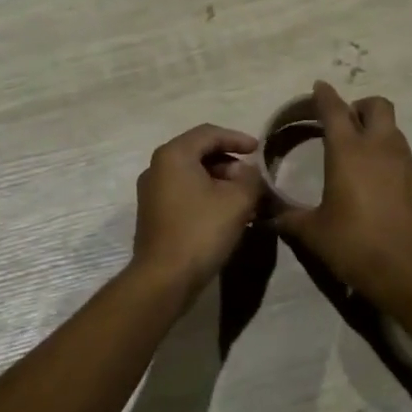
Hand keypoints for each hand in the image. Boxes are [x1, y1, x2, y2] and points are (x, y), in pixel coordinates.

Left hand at [130, 124, 265, 295]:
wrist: (164, 278)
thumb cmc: (201, 231)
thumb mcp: (238, 201)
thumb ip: (250, 178)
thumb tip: (249, 172)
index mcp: (173, 155)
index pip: (209, 133)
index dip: (237, 138)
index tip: (259, 150)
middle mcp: (157, 167)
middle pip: (198, 153)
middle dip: (230, 163)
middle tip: (252, 179)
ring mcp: (151, 192)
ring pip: (192, 175)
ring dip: (220, 182)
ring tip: (245, 199)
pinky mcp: (153, 214)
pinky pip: (184, 193)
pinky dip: (206, 196)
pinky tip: (226, 214)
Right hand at [272, 81, 411, 302]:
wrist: (411, 271)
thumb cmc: (354, 245)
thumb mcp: (313, 233)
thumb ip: (289, 217)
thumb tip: (269, 214)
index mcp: (348, 152)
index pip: (334, 109)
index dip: (324, 95)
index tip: (319, 87)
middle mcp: (381, 148)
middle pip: (377, 106)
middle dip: (361, 107)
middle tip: (347, 123)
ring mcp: (408, 164)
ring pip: (394, 133)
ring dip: (378, 135)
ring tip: (362, 159)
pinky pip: (406, 161)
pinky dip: (392, 164)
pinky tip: (383, 190)